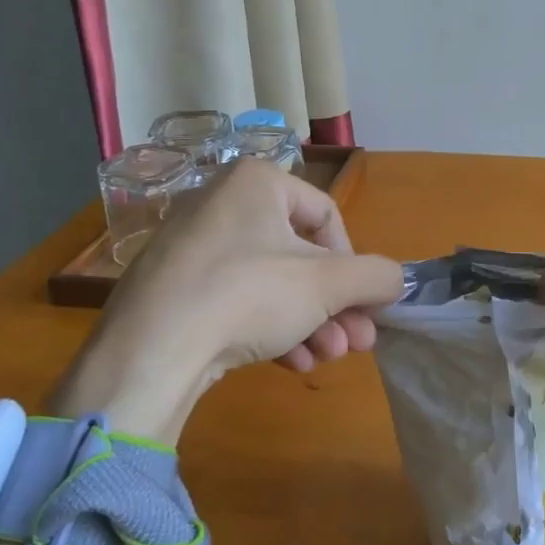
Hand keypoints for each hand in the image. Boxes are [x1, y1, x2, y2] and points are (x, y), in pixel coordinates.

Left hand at [54, 160, 403, 439]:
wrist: (149, 354)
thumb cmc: (248, 295)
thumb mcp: (328, 284)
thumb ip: (375, 276)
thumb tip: (395, 281)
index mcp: (256, 182)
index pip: (327, 216)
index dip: (354, 262)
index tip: (363, 303)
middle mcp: (221, 203)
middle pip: (300, 256)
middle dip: (335, 304)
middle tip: (357, 343)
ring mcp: (191, 247)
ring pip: (271, 282)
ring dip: (310, 322)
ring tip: (327, 359)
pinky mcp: (173, 288)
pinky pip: (236, 300)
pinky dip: (270, 328)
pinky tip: (291, 363)